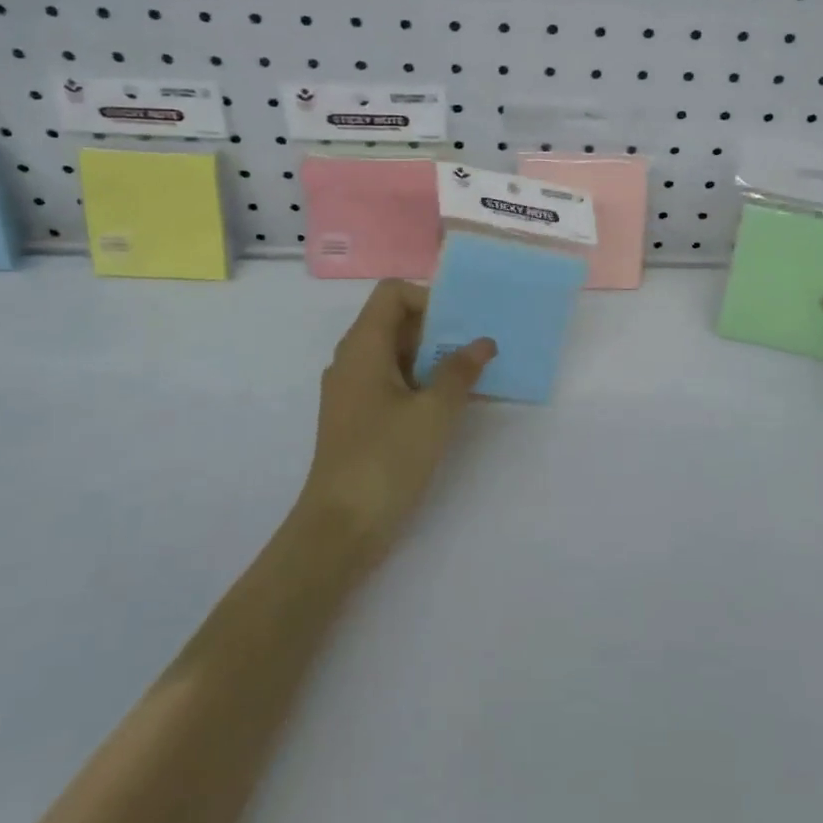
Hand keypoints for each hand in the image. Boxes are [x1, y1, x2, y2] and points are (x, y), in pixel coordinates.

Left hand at [298, 280, 495, 565]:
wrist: (340, 529)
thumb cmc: (386, 459)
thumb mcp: (434, 412)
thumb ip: (460, 371)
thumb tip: (483, 342)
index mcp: (363, 346)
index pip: (392, 293)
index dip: (428, 299)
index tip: (459, 327)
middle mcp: (351, 360)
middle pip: (394, 322)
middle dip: (437, 330)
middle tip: (475, 350)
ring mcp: (351, 390)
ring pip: (395, 354)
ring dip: (431, 359)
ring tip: (470, 377)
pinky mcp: (356, 418)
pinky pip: (390, 382)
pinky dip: (419, 384)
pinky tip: (449, 406)